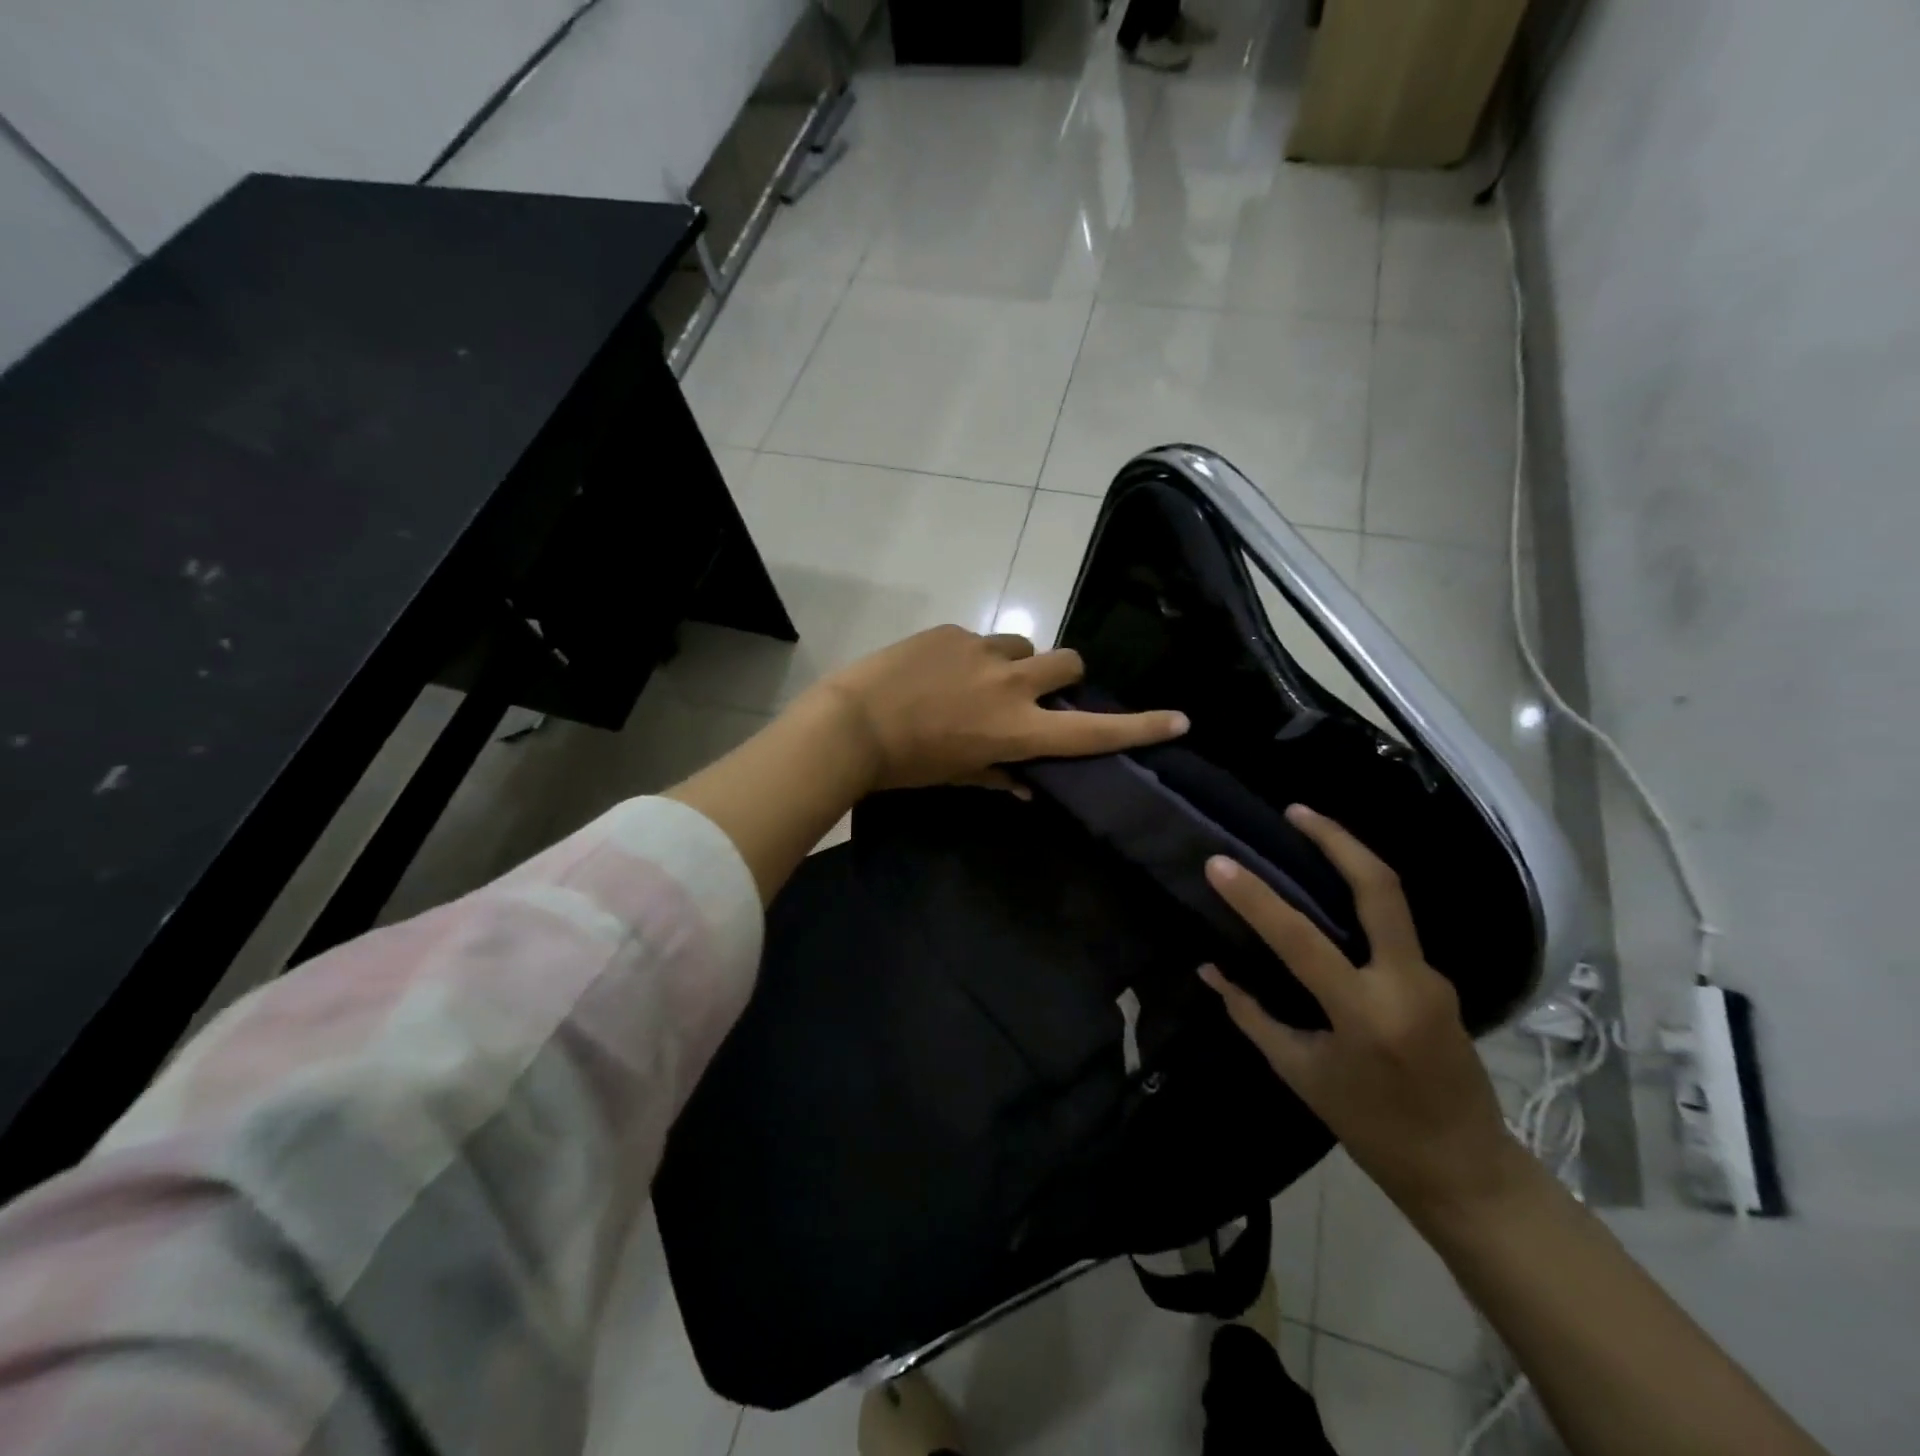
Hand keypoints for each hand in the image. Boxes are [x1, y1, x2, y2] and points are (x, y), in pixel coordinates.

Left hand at [806, 626, 1188, 793]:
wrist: (851, 723)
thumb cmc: (907, 765)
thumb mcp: (958, 777)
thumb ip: (1000, 776)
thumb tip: (1028, 787)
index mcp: (1018, 729)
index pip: (1092, 730)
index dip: (1140, 727)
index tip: (1178, 719)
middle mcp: (1012, 685)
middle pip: (1070, 662)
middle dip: (1066, 676)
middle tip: (1042, 691)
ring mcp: (983, 652)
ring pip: (1025, 645)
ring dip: (1018, 663)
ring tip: (983, 680)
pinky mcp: (953, 632)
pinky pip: (980, 639)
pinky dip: (974, 656)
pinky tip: (941, 672)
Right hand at [1198, 805, 1522, 1222]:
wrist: (1467, 1171)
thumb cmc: (1372, 1128)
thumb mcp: (1300, 1074)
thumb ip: (1252, 1014)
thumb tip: (1210, 968)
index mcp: (1366, 1014)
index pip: (1302, 940)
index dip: (1256, 898)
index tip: (1218, 863)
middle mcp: (1407, 983)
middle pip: (1381, 889)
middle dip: (1338, 841)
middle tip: (1296, 810)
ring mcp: (1432, 978)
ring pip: (1391, 902)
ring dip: (1350, 862)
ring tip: (1306, 839)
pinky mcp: (1439, 981)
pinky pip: (1393, 930)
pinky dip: (1358, 905)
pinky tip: (1329, 904)